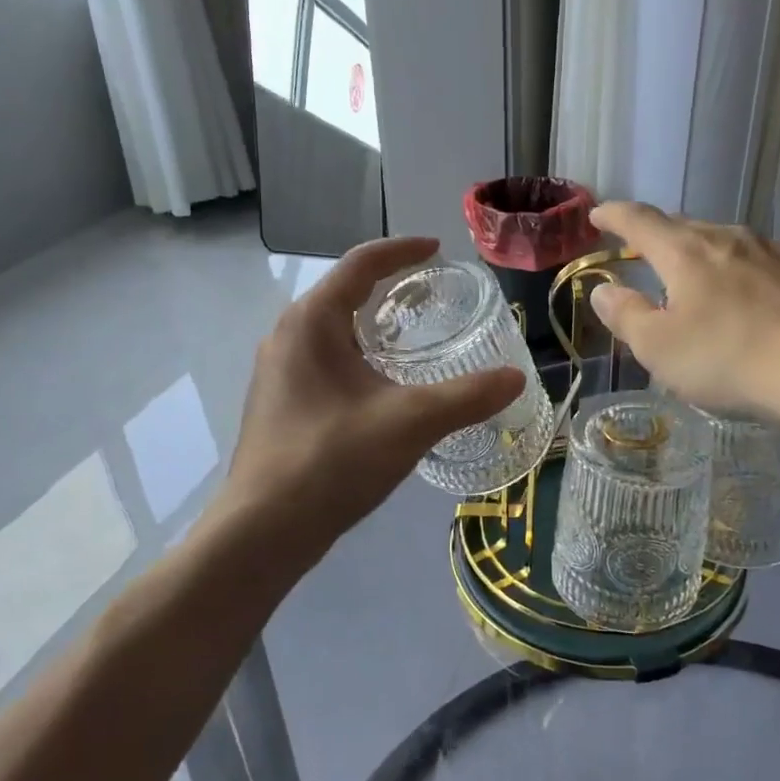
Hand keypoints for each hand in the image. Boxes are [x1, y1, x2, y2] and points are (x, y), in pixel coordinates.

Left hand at [220, 237, 524, 554]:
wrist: (264, 531)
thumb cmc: (332, 461)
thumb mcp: (410, 423)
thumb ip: (467, 396)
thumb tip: (516, 378)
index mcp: (311, 322)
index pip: (360, 265)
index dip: (402, 251)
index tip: (437, 249)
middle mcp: (287, 337)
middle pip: (343, 294)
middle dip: (389, 289)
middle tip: (433, 296)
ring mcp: (278, 373)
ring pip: (332, 332)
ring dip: (373, 327)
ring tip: (415, 339)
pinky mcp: (280, 405)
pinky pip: (325, 363)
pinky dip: (359, 358)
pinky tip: (384, 388)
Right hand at [585, 203, 779, 431]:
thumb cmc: (730, 359)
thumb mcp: (659, 348)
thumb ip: (626, 315)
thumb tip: (603, 289)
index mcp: (686, 252)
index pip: (640, 221)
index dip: (614, 215)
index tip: (597, 214)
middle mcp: (731, 239)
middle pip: (686, 229)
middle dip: (662, 239)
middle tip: (647, 254)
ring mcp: (778, 252)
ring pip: (731, 245)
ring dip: (709, 259)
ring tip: (704, 284)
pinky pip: (770, 265)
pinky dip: (751, 275)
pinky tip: (759, 301)